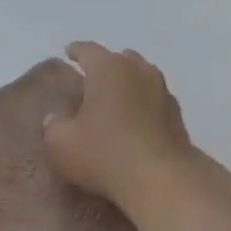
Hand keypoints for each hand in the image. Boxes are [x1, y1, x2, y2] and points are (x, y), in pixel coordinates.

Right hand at [43, 42, 201, 213]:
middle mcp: (138, 71)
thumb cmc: (105, 154)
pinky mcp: (177, 115)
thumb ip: (53, 125)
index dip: (75, 51)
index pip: (87, 50)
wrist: (162, 180)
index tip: (68, 53)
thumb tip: (57, 118)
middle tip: (89, 83)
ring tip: (113, 101)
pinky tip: (134, 122)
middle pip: (119, 59)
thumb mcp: (60, 144)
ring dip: (126, 85)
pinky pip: (153, 100)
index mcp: (108, 68)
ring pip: (140, 77)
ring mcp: (162, 91)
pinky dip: (142, 104)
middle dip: (104, 67)